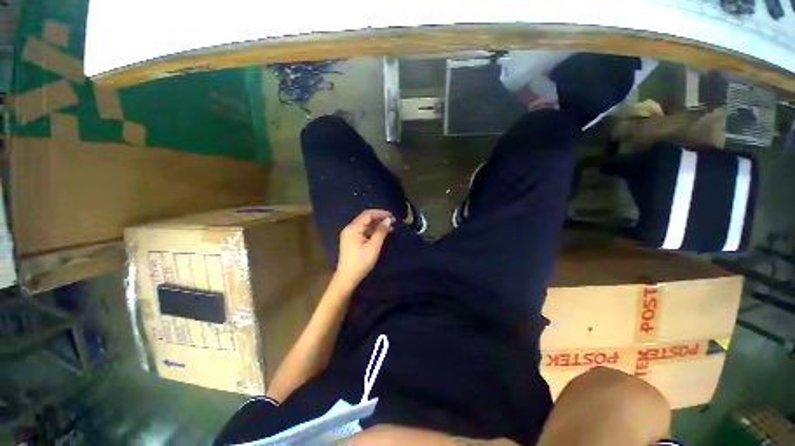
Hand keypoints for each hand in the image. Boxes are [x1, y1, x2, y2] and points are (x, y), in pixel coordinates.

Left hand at [335, 209, 394, 286]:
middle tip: (392, 221)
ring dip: (377, 225)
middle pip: (365, 218)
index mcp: (353, 228)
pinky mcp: (351, 241)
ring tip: (390, 227)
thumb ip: (381, 231)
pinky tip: (382, 234)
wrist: (347, 277)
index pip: (367, 215)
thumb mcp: (373, 246)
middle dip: (379, 218)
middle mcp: (350, 229)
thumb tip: (388, 220)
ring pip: (365, 225)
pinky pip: (363, 231)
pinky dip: (373, 231)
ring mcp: (350, 235)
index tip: (392, 215)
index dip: (380, 213)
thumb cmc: (361, 262)